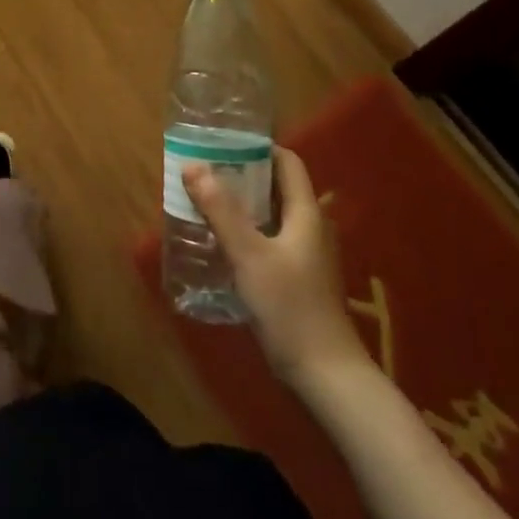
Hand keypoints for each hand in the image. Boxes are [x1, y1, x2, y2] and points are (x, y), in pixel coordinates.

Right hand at [184, 147, 369, 388]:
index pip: (288, 162)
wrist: (326, 375)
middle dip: (243, 175)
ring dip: (242, 205)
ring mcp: (307, 256)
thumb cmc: (289, 307)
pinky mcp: (298, 280)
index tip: (224, 143)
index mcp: (306, 213)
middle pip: (278, 187)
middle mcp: (310, 228)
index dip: (259, 147)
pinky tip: (222, 242)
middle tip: (205, 170)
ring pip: (272, 216)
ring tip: (206, 201)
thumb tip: (193, 165)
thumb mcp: (249, 254)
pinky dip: (248, 232)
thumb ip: (221, 209)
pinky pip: (270, 240)